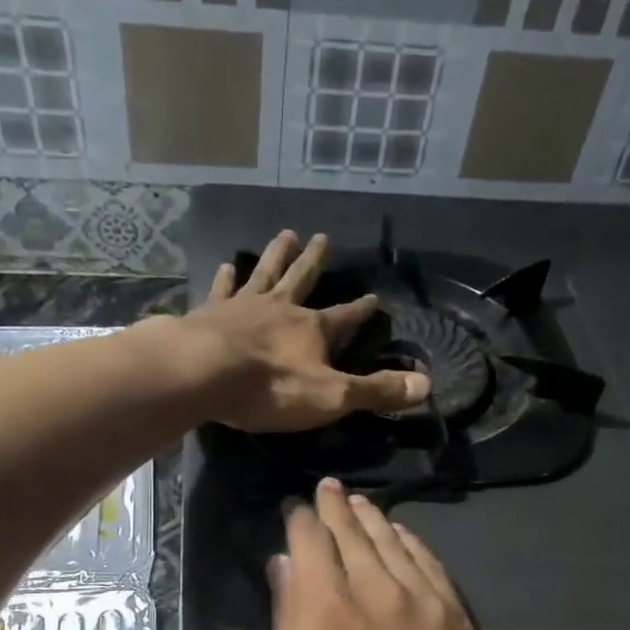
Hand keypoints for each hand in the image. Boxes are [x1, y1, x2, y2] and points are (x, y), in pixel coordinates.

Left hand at [181, 230, 428, 431]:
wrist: (204, 374)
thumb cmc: (271, 388)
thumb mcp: (331, 396)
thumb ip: (375, 390)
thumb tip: (425, 386)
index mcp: (312, 329)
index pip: (345, 317)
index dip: (361, 311)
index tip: (374, 298)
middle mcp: (280, 308)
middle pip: (302, 279)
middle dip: (314, 261)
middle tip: (322, 237)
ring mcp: (243, 306)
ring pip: (265, 273)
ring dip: (276, 255)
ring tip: (285, 233)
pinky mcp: (210, 313)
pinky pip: (221, 290)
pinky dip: (226, 278)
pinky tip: (226, 265)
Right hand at [259, 477, 490, 629]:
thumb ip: (284, 620)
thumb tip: (285, 565)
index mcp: (325, 607)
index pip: (310, 539)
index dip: (300, 517)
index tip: (293, 506)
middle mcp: (375, 588)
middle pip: (351, 531)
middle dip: (334, 506)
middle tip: (327, 488)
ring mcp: (421, 599)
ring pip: (391, 540)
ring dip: (370, 517)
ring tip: (357, 501)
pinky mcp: (454, 615)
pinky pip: (428, 562)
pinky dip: (409, 541)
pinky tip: (399, 533)